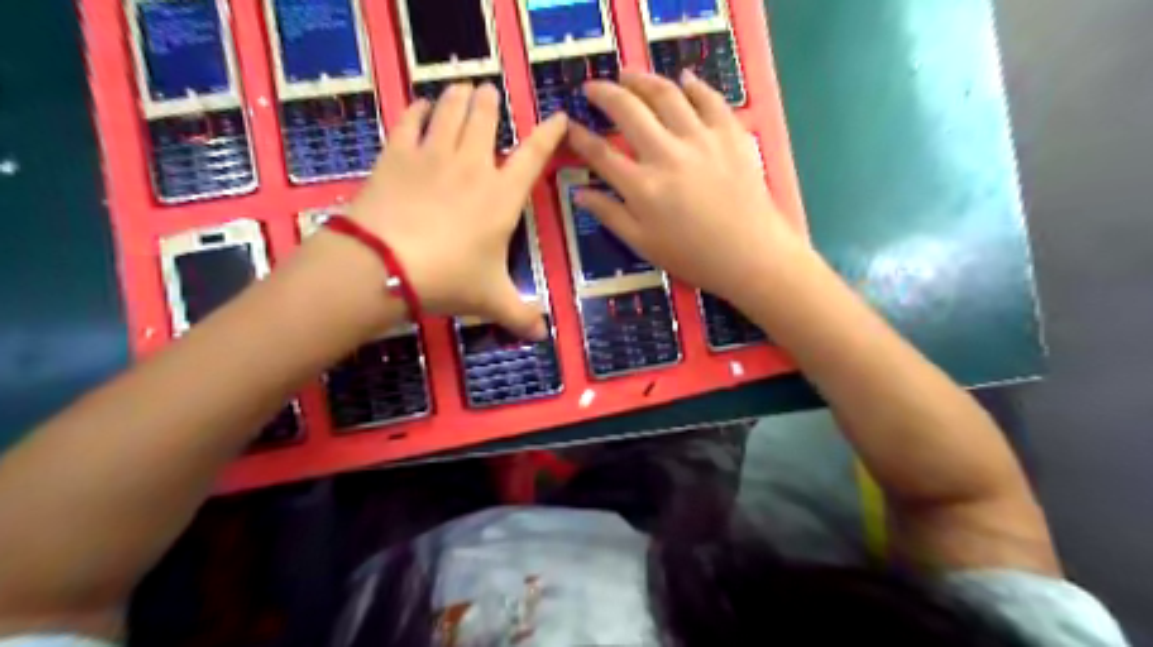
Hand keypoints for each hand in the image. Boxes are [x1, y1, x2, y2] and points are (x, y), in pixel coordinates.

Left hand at [352, 84, 567, 338]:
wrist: (385, 264)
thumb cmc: (448, 278)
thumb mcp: (490, 299)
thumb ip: (520, 315)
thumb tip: (544, 336)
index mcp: (503, 196)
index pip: (534, 154)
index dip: (549, 133)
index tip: (558, 117)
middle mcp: (473, 165)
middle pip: (486, 117)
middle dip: (491, 101)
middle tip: (489, 94)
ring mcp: (433, 155)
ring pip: (451, 109)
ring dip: (459, 96)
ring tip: (462, 88)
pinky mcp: (397, 154)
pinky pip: (410, 119)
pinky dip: (418, 109)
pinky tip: (421, 106)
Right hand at [566, 68, 802, 304]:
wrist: (751, 254)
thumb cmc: (693, 256)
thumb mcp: (643, 243)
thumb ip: (610, 215)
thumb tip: (578, 193)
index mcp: (642, 187)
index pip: (601, 154)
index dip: (580, 137)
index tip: (568, 126)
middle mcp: (666, 154)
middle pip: (628, 112)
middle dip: (604, 94)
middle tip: (593, 88)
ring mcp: (700, 139)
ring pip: (665, 95)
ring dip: (642, 80)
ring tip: (628, 75)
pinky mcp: (729, 133)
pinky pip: (709, 99)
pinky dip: (694, 85)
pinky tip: (684, 79)